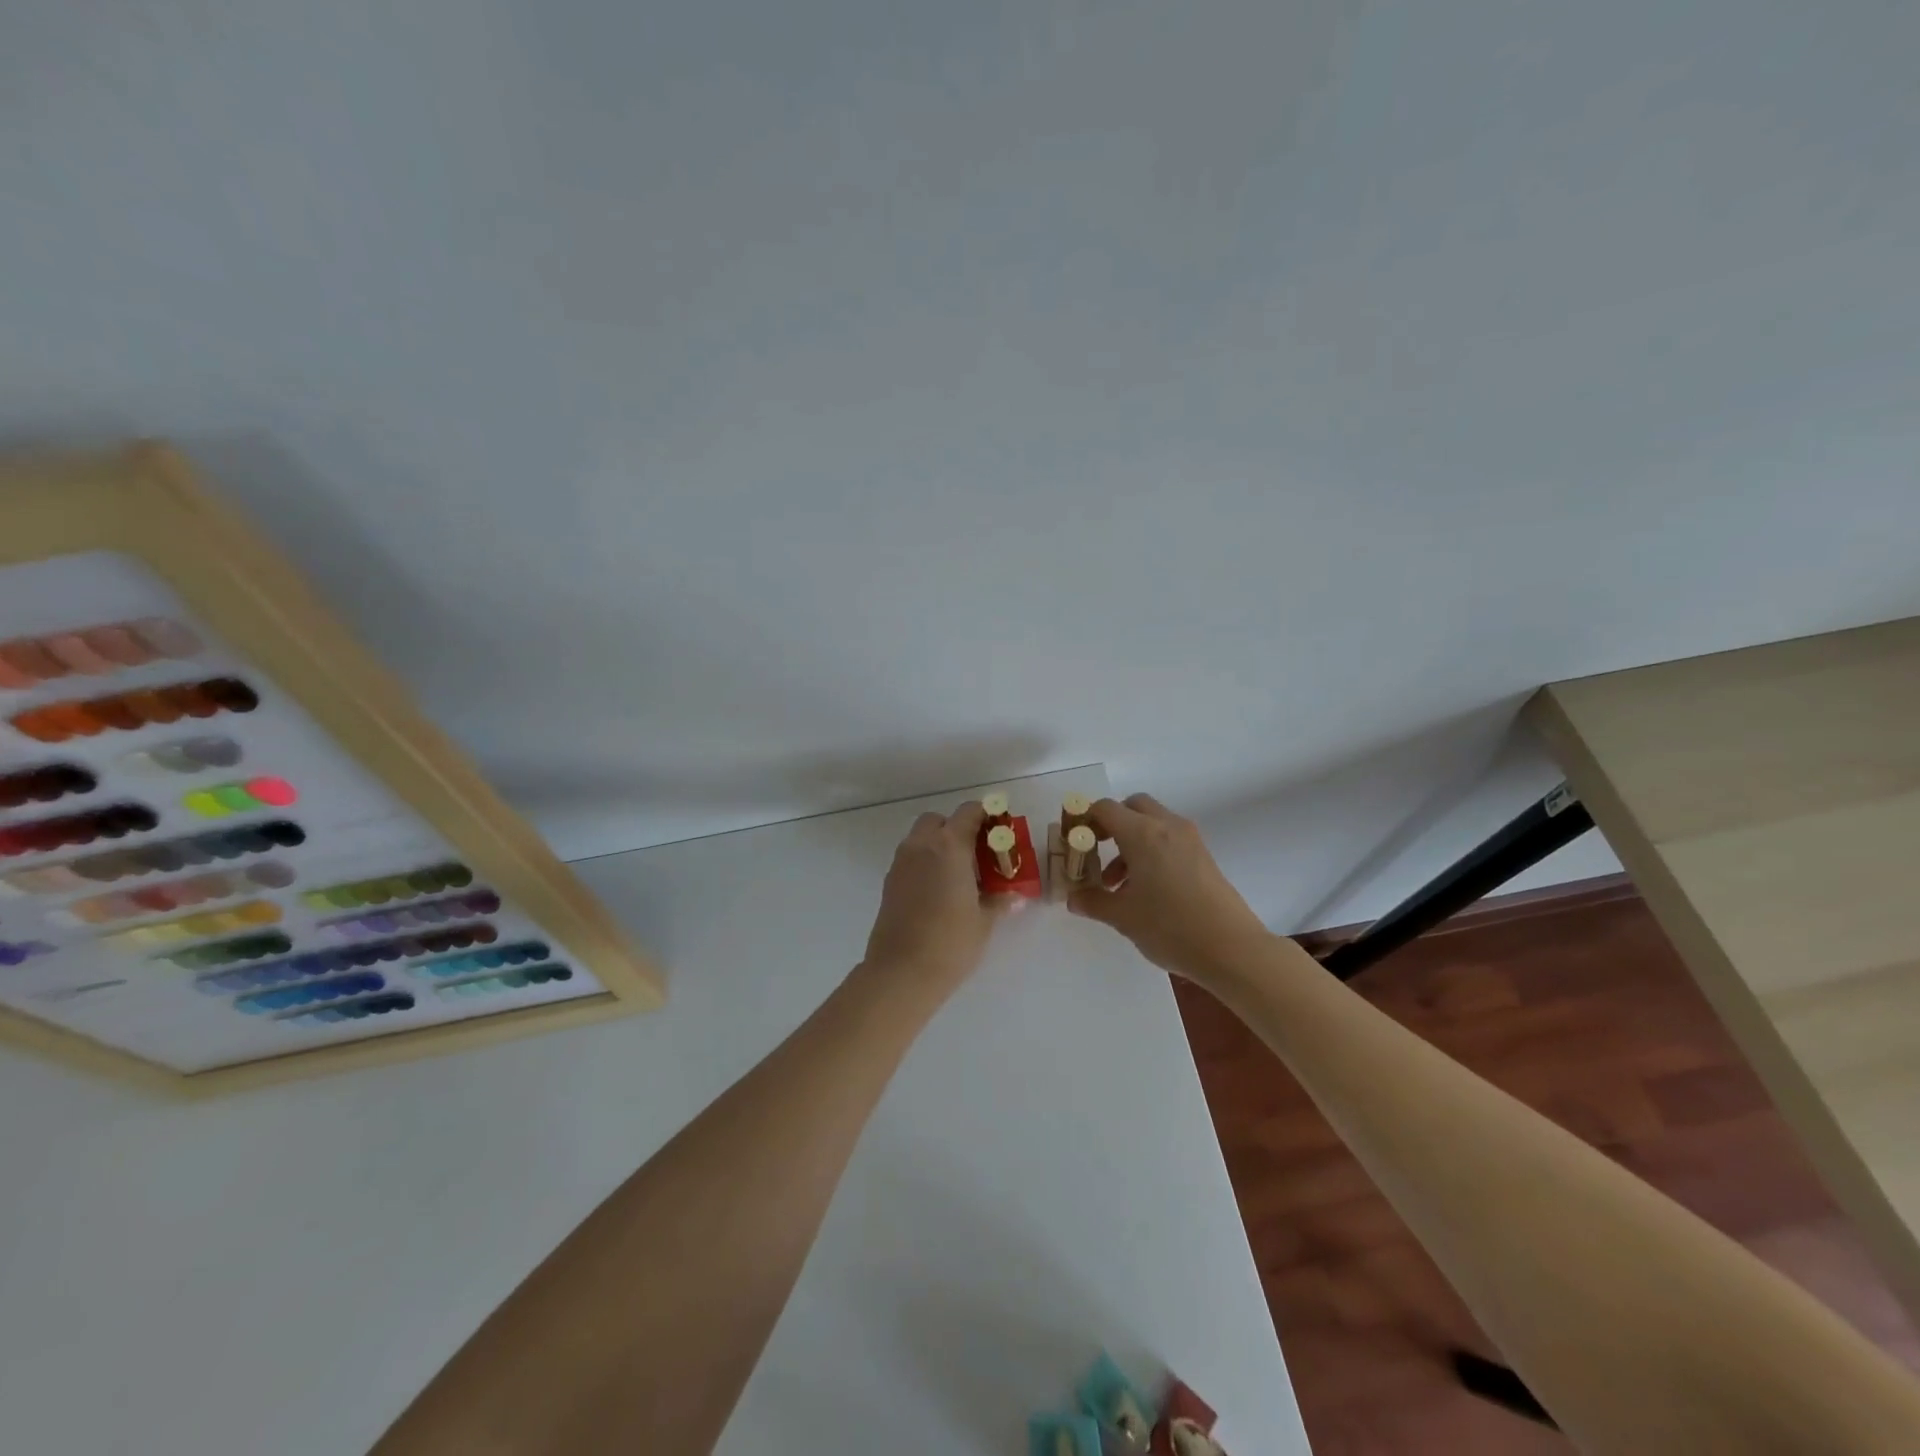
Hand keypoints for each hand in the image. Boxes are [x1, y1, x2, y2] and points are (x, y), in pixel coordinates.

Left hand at [861, 801, 1004, 991]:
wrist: (901, 972)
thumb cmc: (950, 942)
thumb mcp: (983, 921)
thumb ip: (999, 900)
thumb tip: (1014, 896)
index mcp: (949, 846)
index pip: (969, 812)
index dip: (986, 816)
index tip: (1000, 833)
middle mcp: (921, 846)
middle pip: (939, 821)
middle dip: (957, 829)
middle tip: (977, 856)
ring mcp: (901, 863)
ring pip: (921, 839)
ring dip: (939, 846)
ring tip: (959, 876)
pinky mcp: (889, 882)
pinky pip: (910, 859)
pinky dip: (925, 863)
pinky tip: (939, 892)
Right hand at [1068, 793, 1273, 985]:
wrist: (1232, 949)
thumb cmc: (1170, 927)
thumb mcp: (1123, 917)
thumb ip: (1093, 901)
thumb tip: (1073, 898)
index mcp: (1142, 833)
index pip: (1105, 808)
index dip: (1084, 821)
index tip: (1074, 844)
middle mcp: (1166, 826)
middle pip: (1132, 806)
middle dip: (1111, 824)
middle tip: (1097, 852)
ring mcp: (1190, 839)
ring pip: (1152, 823)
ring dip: (1130, 841)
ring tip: (1119, 883)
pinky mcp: (1203, 855)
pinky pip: (1169, 839)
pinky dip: (1151, 850)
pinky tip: (1146, 889)